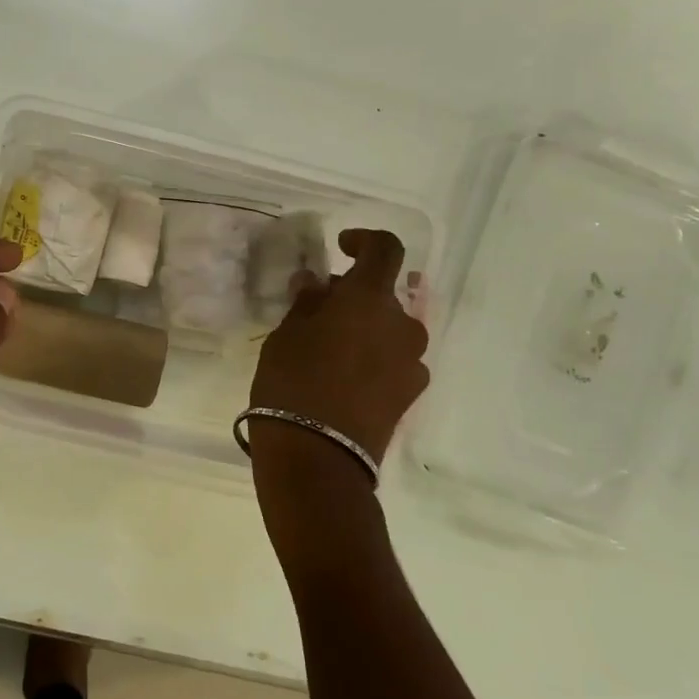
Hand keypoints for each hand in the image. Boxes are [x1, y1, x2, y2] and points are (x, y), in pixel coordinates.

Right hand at [249, 229, 429, 462]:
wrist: (318, 458)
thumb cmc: (293, 383)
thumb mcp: (286, 335)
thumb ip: (307, 303)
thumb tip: (317, 284)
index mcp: (370, 300)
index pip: (385, 249)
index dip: (364, 241)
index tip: (340, 248)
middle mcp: (402, 325)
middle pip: (384, 294)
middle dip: (354, 295)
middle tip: (318, 310)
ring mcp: (412, 363)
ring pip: (389, 329)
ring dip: (365, 327)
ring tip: (329, 348)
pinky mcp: (411, 395)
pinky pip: (394, 359)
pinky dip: (374, 356)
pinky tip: (343, 377)